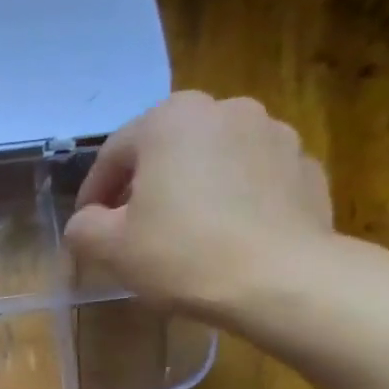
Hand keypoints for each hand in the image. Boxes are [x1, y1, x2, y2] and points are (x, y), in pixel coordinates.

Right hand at [64, 92, 338, 315]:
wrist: (278, 279)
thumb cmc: (181, 254)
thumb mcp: (109, 248)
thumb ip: (84, 228)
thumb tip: (86, 222)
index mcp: (171, 120)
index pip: (113, 153)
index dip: (92, 193)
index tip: (86, 227)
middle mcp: (225, 110)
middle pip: (167, 149)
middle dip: (145, 185)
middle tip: (132, 228)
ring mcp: (274, 134)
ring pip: (213, 161)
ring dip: (192, 189)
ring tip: (182, 234)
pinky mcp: (305, 167)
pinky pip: (253, 181)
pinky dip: (234, 201)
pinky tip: (225, 238)